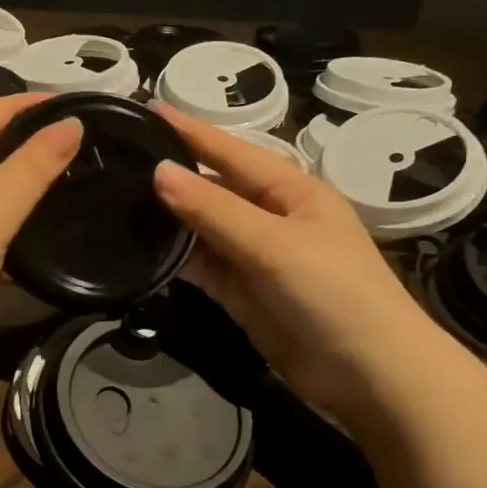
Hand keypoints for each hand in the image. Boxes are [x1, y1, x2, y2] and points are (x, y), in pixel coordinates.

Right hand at [149, 105, 440, 415]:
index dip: (190, 132)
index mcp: (291, 191)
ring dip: (168, 219)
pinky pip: (202, 267)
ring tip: (117, 201)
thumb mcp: (274, 244)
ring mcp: (255, 258)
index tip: (146, 110)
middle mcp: (271, 217)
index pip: (231, 151)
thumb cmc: (333, 293)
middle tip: (119, 160)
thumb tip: (159, 171)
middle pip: (213, 189)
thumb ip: (214, 210)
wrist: (369, 376)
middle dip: (172, 176)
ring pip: (202, 229)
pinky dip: (175, 259)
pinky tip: (141, 249)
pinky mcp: (242, 294)